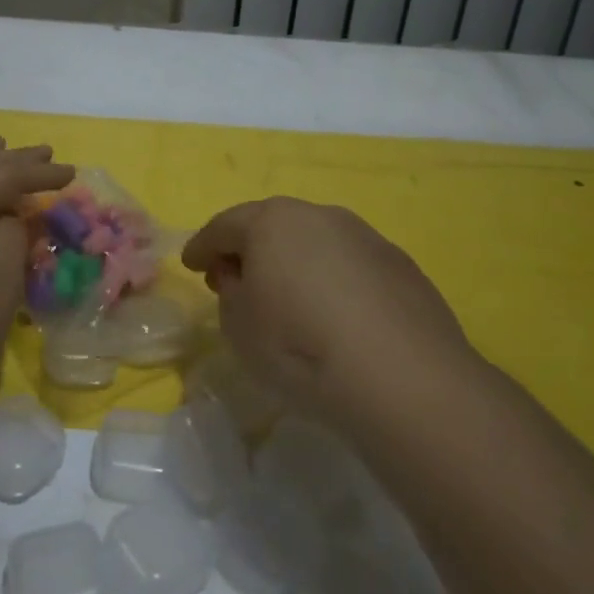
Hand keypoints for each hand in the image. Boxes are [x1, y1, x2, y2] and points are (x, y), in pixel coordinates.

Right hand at [181, 198, 472, 427]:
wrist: (402, 378)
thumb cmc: (300, 347)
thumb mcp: (239, 326)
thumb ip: (230, 292)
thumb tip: (242, 276)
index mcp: (271, 222)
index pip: (224, 226)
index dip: (202, 246)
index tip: (190, 264)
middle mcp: (318, 215)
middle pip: (272, 225)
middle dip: (249, 248)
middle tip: (235, 278)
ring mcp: (364, 236)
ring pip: (316, 241)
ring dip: (295, 261)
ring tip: (289, 297)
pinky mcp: (400, 264)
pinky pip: (351, 265)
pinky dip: (334, 280)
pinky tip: (336, 315)